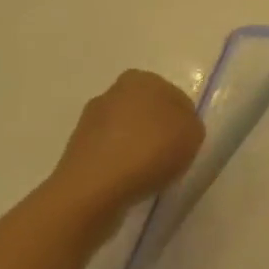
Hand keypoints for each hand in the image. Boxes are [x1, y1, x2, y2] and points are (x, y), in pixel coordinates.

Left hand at [45, 70, 203, 234]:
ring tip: (146, 175)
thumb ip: (190, 124)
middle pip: (147, 112)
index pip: (174, 98)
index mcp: (143, 79)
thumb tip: (177, 129)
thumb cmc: (149, 151)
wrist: (93, 189)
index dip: (183, 122)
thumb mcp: (193, 134)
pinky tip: (125, 182)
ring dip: (135, 147)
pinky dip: (118, 164)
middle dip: (156, 130)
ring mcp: (90, 120)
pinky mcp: (75, 149)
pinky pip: (108, 153)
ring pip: (125, 132)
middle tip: (168, 157)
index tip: (184, 144)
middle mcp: (114, 92)